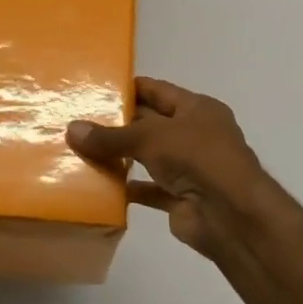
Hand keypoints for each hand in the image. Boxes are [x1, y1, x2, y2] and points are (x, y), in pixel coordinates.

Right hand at [67, 78, 268, 258]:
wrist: (231, 215)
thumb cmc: (198, 158)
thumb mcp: (151, 137)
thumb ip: (111, 136)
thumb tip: (71, 129)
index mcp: (197, 109)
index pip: (158, 91)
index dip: (129, 88)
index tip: (96, 89)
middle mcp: (195, 135)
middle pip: (150, 124)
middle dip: (118, 124)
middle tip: (77, 121)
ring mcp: (189, 168)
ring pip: (147, 158)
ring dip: (119, 157)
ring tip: (80, 151)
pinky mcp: (180, 198)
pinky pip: (148, 189)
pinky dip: (126, 188)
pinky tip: (97, 186)